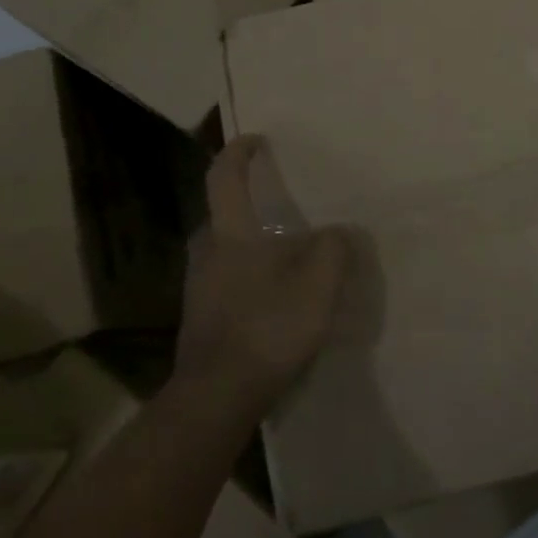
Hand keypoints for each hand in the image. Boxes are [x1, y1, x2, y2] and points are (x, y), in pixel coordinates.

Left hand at [174, 136, 353, 414]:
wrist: (216, 397)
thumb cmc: (267, 328)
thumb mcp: (317, 285)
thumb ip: (334, 249)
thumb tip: (339, 231)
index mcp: (230, 235)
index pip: (224, 178)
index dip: (238, 153)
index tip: (255, 140)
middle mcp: (206, 254)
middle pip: (222, 216)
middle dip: (247, 207)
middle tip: (280, 210)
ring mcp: (198, 289)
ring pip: (223, 252)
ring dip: (248, 246)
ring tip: (284, 257)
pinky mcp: (200, 319)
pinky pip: (224, 282)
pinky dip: (246, 277)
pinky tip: (272, 299)